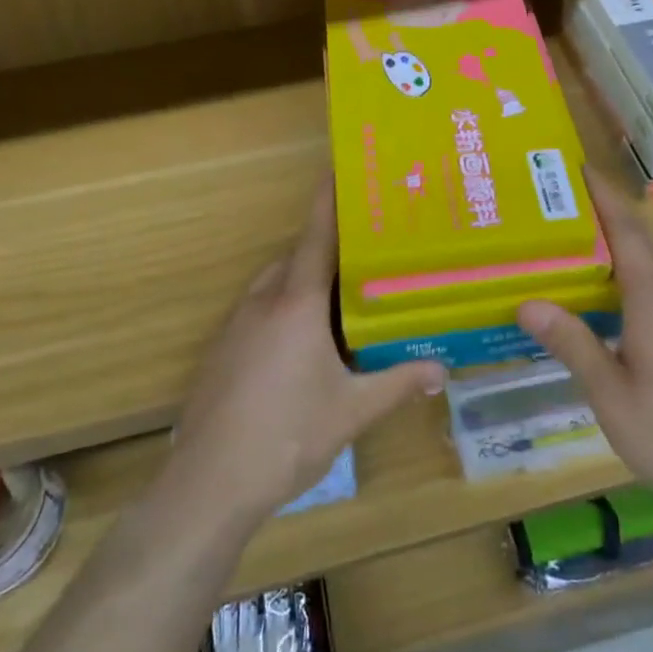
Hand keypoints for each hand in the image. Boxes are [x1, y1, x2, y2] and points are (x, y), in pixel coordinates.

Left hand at [166, 179, 444, 529]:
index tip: (338, 168)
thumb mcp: (352, 411)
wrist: (209, 483)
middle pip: (296, 259)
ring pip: (275, 287)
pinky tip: (305, 346)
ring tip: (342, 300)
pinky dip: (284, 311)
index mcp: (296, 304)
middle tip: (365, 254)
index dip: (328, 200)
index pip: (316, 237)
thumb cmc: (288, 435)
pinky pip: (258, 312)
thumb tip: (442, 370)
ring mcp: (235, 327)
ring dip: (304, 283)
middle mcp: (263, 303)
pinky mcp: (221, 352)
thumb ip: (399, 384)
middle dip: (327, 251)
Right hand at [517, 170, 652, 515]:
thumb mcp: (611, 397)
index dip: (602, 194)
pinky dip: (639, 282)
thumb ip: (572, 344)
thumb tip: (527, 302)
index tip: (577, 167)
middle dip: (605, 218)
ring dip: (621, 253)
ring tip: (580, 256)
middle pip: (641, 243)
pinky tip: (620, 308)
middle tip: (560, 211)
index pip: (626, 230)